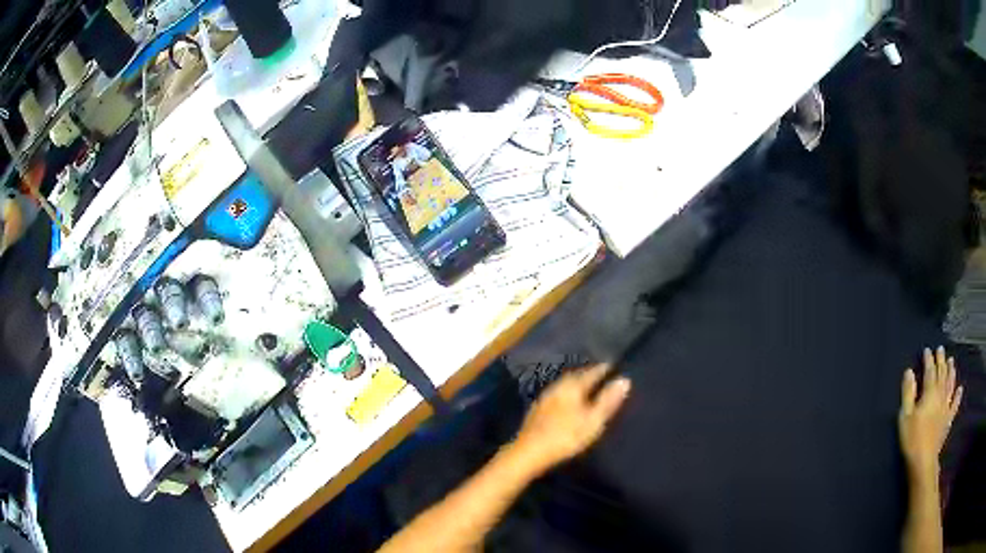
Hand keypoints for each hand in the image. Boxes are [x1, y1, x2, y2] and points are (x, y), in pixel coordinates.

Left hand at [511, 364, 630, 474]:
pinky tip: (570, 404)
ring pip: (566, 385)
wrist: (529, 452)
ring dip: (578, 385)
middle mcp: (558, 386)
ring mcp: (545, 397)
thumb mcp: (593, 421)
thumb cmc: (566, 436)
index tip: (616, 367)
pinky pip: (558, 395)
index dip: (605, 369)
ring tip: (590, 390)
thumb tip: (624, 379)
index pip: (592, 371)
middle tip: (604, 376)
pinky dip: (568, 395)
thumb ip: (608, 400)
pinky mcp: (537, 410)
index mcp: (572, 385)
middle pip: (577, 376)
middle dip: (590, 375)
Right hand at [899, 347, 962, 480]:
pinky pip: (955, 404)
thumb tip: (909, 372)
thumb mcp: (905, 417)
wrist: (923, 461)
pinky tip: (960, 389)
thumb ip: (908, 393)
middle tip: (941, 350)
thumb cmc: (912, 439)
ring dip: (951, 372)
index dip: (929, 360)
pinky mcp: (948, 419)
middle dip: (941, 361)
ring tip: (951, 361)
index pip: (930, 372)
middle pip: (942, 374)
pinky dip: (958, 395)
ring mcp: (946, 407)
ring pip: (950, 385)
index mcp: (930, 393)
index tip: (927, 350)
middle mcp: (940, 395)